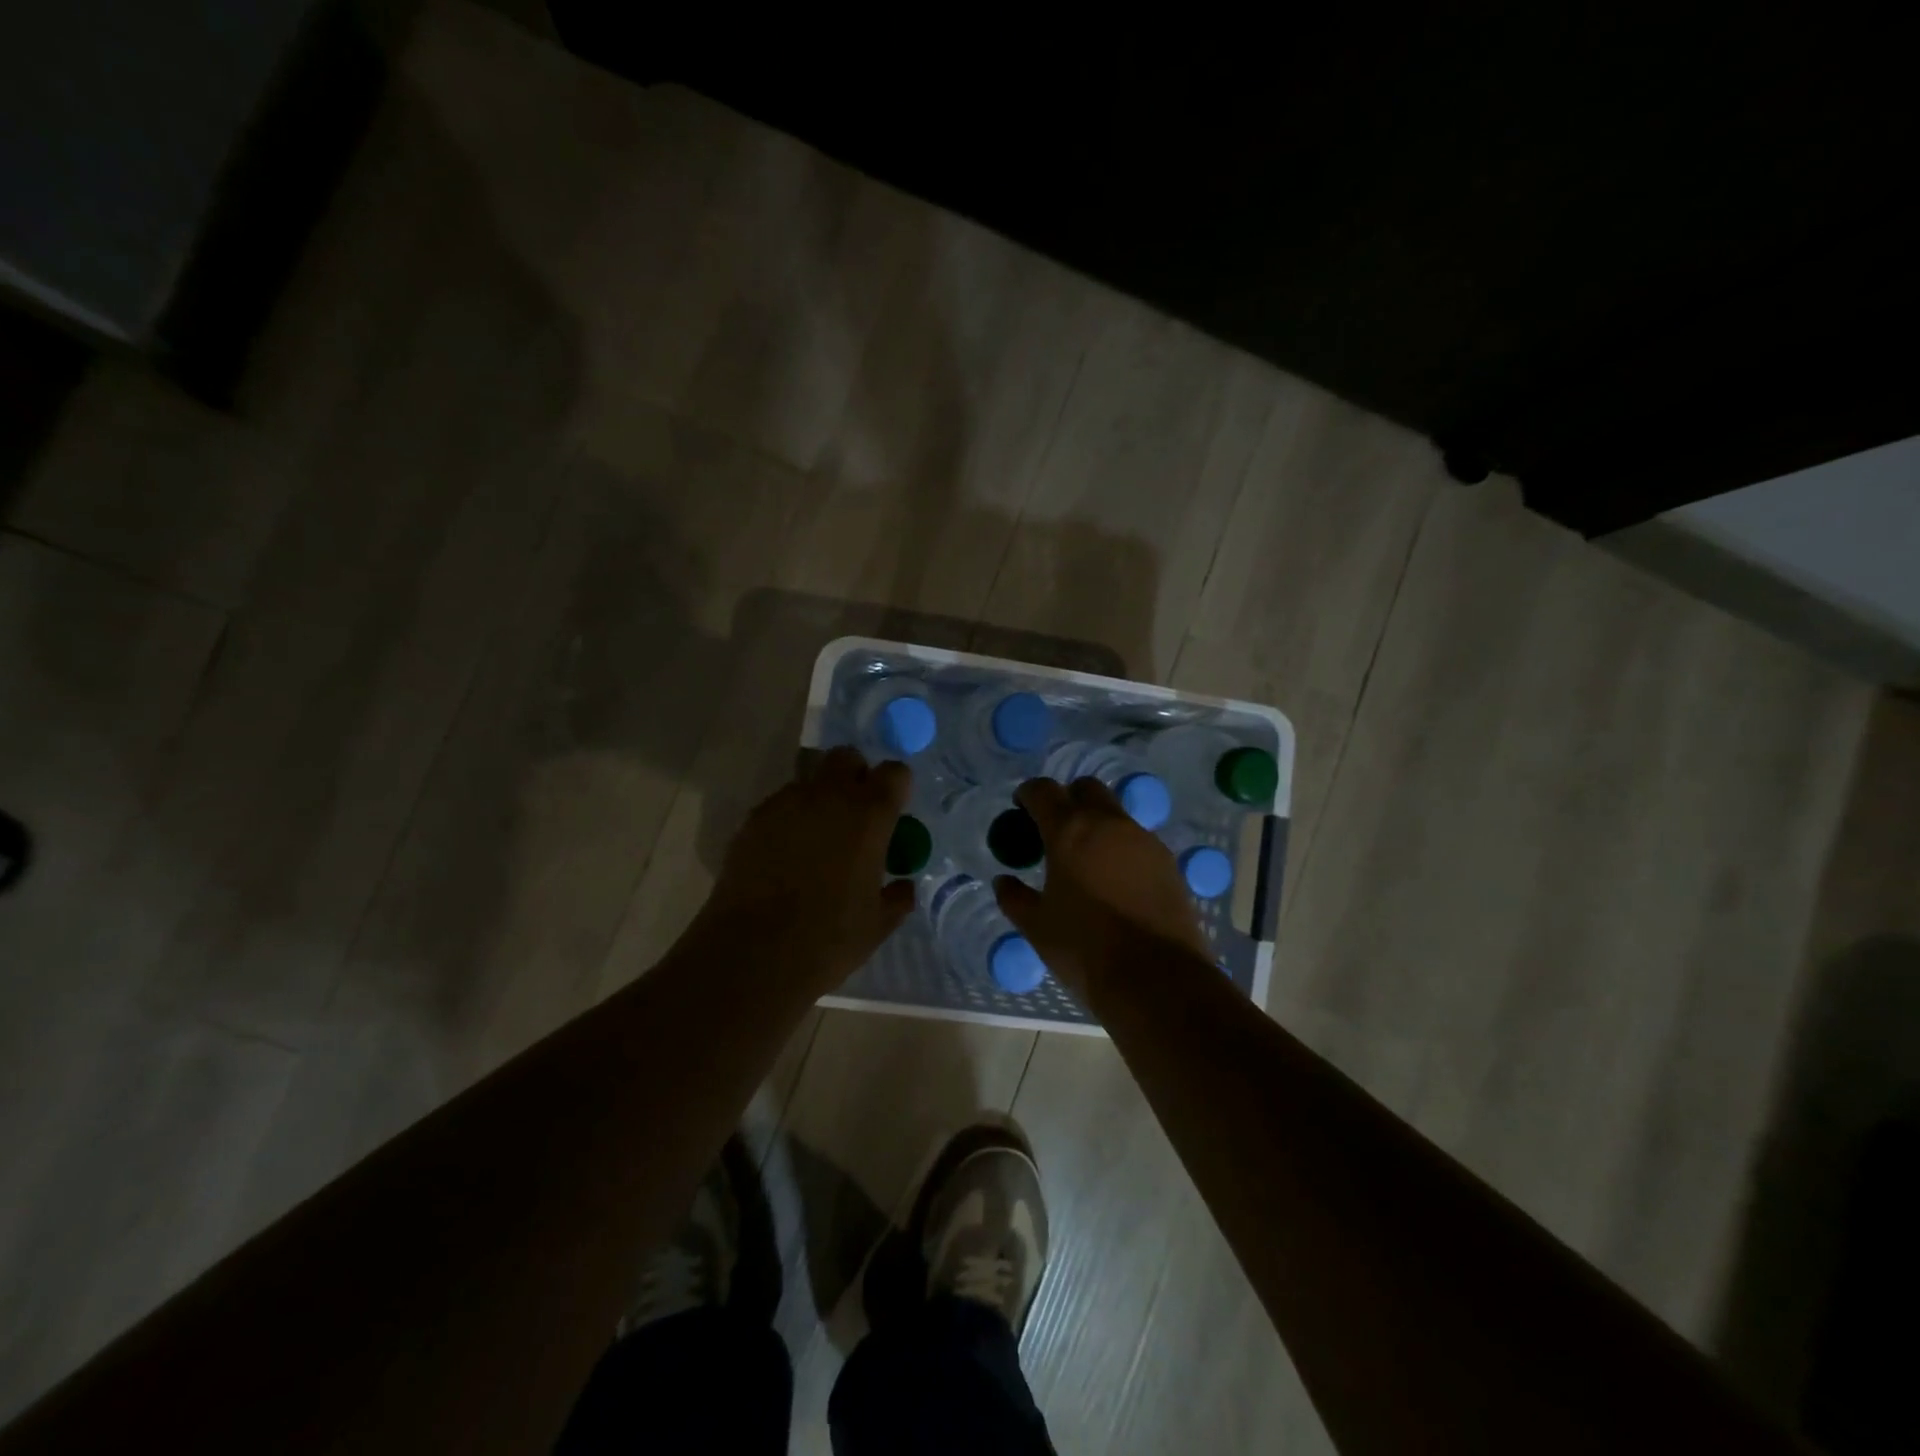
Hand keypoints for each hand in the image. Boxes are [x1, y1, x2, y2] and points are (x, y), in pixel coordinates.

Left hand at [687, 747, 916, 992]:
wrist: (752, 954)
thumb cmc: (827, 939)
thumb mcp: (878, 924)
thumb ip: (897, 896)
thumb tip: (903, 884)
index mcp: (869, 815)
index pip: (894, 772)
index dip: (897, 787)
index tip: (894, 812)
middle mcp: (829, 795)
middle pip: (846, 758)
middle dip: (855, 776)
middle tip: (856, 815)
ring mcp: (786, 803)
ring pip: (810, 779)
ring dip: (821, 797)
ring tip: (817, 839)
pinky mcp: (753, 819)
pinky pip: (780, 804)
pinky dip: (790, 818)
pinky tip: (786, 855)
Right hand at [995, 777, 1209, 996]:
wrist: (1157, 979)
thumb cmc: (1085, 949)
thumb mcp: (1037, 926)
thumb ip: (1015, 897)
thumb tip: (1003, 882)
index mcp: (1069, 831)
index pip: (1044, 790)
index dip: (1028, 794)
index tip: (1020, 809)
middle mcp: (1109, 823)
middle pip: (1086, 788)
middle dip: (1067, 798)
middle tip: (1054, 829)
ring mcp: (1144, 840)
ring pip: (1115, 812)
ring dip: (1096, 822)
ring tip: (1085, 859)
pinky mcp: (1168, 861)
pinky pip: (1137, 839)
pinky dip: (1120, 846)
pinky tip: (1114, 880)